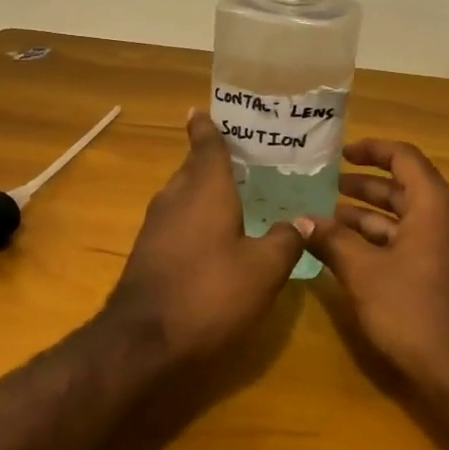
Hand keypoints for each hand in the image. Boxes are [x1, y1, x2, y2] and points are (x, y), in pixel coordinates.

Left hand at [104, 110, 305, 363]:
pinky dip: (195, 216)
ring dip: (204, 190)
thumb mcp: (263, 270)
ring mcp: (156, 225)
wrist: (144, 340)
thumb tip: (304, 220)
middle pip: (193, 168)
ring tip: (234, 193)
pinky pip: (176, 219)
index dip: (206, 127)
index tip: (203, 109)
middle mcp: (176, 197)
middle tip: (243, 157)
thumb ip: (285, 240)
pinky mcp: (148, 251)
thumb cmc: (210, 292)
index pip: (206, 144)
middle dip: (212, 159)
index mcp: (205, 188)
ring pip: (183, 194)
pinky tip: (215, 234)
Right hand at [298, 139, 448, 402]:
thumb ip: (331, 240)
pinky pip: (424, 239)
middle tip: (327, 189)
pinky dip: (392, 239)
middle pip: (407, 188)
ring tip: (333, 221)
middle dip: (365, 188)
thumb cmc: (414, 313)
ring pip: (414, 217)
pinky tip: (358, 252)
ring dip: (374, 217)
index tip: (341, 154)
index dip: (371, 150)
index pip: (404, 158)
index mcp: (438, 205)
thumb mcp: (363, 274)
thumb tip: (301, 222)